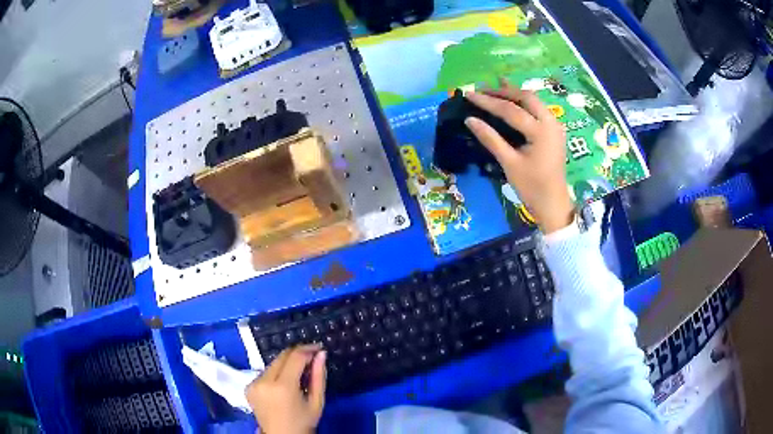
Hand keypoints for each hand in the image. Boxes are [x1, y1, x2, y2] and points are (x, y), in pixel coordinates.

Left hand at [246, 345, 326, 433]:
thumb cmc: (303, 422)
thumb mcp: (316, 402)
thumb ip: (318, 376)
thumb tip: (321, 354)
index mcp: (282, 387)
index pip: (294, 357)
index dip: (307, 349)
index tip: (319, 348)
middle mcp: (264, 381)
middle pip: (281, 357)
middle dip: (297, 354)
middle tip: (312, 357)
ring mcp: (253, 383)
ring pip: (273, 363)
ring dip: (287, 363)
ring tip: (300, 373)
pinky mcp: (248, 386)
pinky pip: (265, 372)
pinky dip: (277, 373)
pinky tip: (285, 382)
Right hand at [465, 79, 574, 233]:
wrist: (553, 204)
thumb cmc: (531, 187)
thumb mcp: (509, 163)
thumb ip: (490, 139)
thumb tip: (469, 120)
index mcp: (541, 131)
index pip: (511, 110)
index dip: (488, 101)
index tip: (469, 95)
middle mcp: (551, 123)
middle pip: (526, 97)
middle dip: (503, 91)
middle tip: (483, 89)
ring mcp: (555, 126)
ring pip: (534, 101)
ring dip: (514, 94)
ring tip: (495, 88)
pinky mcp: (554, 131)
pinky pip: (538, 109)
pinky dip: (524, 103)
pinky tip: (513, 100)